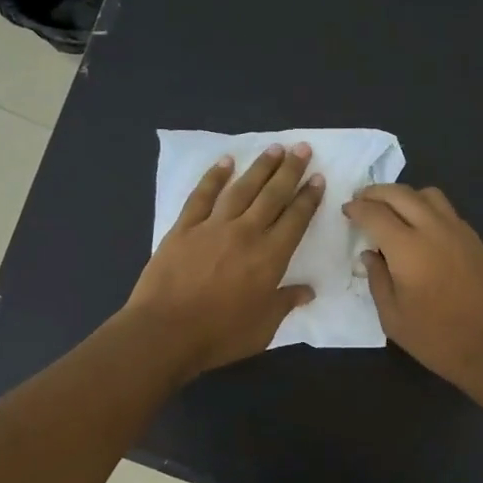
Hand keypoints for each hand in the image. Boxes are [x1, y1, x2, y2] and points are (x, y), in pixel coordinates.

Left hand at [125, 143, 322, 378]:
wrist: (165, 332)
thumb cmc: (219, 335)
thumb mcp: (263, 327)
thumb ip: (285, 303)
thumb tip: (307, 291)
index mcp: (270, 257)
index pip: (296, 220)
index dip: (308, 198)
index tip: (318, 178)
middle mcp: (246, 233)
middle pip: (272, 195)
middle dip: (290, 171)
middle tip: (302, 148)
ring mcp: (213, 227)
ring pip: (241, 189)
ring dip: (259, 167)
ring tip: (274, 148)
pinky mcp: (184, 228)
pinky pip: (202, 195)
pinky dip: (214, 176)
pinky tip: (225, 162)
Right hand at [343, 183, 482, 393]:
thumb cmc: (435, 338)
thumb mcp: (392, 317)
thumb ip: (377, 279)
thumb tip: (371, 255)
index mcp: (408, 248)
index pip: (375, 213)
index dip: (357, 208)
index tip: (347, 210)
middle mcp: (434, 229)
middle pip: (401, 194)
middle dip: (377, 193)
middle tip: (363, 201)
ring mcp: (460, 232)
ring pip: (430, 195)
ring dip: (406, 196)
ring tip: (394, 211)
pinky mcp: (477, 242)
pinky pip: (449, 213)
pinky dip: (429, 211)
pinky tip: (424, 232)